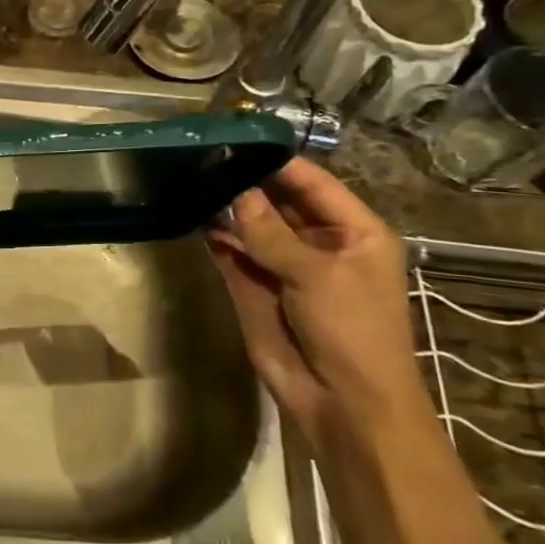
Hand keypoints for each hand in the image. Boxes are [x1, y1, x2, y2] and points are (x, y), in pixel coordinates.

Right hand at [207, 158, 435, 461]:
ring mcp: (284, 265)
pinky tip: (191, 212)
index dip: (279, 161)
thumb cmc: (352, 332)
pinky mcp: (255, 287)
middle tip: (203, 154)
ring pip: (251, 224)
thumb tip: (236, 192)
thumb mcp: (317, 276)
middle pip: (279, 200)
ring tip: (190, 176)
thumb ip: (272, 233)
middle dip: (246, 181)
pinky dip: (214, 235)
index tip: (238, 137)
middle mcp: (318, 242)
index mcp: (354, 233)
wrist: (344, 405)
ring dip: (226, 206)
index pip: (313, 183)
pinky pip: (232, 252)